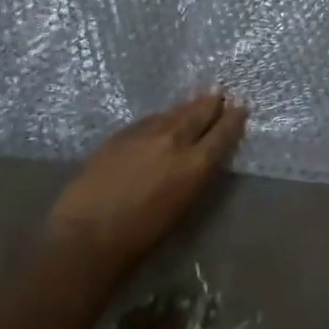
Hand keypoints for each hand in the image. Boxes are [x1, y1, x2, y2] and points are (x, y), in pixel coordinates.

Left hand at [47, 91, 247, 275]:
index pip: (222, 133)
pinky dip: (161, 117)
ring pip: (172, 113)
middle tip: (219, 93)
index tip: (241, 106)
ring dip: (187, 106)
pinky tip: (162, 117)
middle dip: (211, 103)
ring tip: (197, 98)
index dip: (233, 118)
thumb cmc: (141, 235)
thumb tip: (203, 156)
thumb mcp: (183, 204)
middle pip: (198, 113)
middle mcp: (174, 141)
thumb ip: (195, 174)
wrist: (87, 235)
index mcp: (195, 164)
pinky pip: (149, 119)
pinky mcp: (120, 135)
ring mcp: (145, 134)